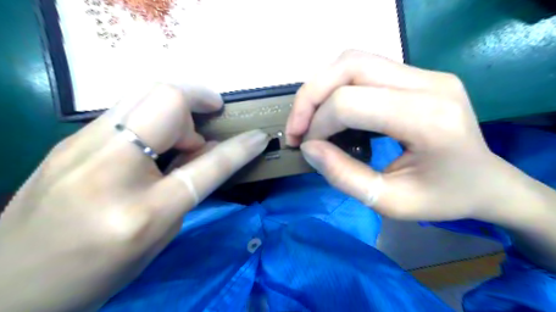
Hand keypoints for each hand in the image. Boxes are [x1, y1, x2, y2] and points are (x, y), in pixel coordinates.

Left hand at [0, 85, 268, 309]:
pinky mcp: (69, 139)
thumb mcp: (160, 235)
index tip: (259, 136)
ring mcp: (81, 147)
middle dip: (200, 100)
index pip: (207, 165)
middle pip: (166, 101)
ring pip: (144, 94)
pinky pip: (126, 108)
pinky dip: (154, 115)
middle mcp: (109, 169)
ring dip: (176, 107)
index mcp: (142, 211)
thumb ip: (189, 187)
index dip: (240, 148)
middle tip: (208, 123)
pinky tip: (155, 139)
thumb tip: (207, 149)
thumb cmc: (98, 271)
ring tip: (182, 137)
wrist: (10, 284)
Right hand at [288, 51, 509, 220]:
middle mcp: (428, 83)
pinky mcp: (417, 74)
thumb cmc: (443, 199)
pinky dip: (336, 85)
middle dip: (310, 97)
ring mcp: (425, 73)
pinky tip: (332, 110)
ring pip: (353, 59)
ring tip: (309, 118)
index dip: (318, 124)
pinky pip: (364, 67)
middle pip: (349, 66)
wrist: (487, 182)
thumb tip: (309, 148)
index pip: (351, 102)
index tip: (307, 148)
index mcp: (428, 119)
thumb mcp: (389, 202)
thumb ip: (343, 176)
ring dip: (321, 87)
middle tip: (296, 128)